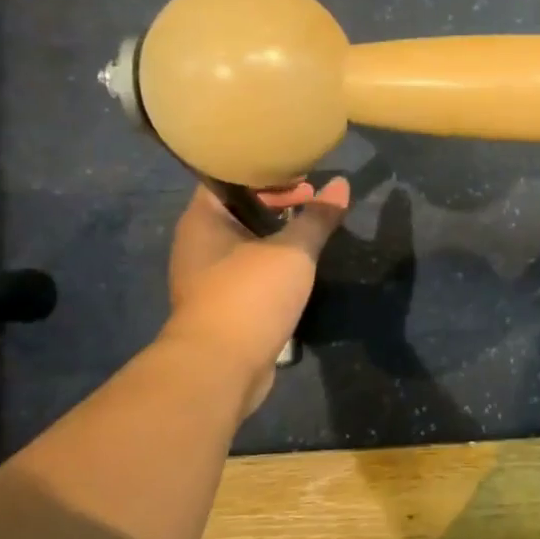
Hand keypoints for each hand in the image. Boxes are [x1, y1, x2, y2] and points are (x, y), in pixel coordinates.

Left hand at [163, 177, 349, 416]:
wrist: (221, 367)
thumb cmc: (250, 295)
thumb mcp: (293, 252)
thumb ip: (317, 218)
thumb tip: (341, 184)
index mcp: (202, 220)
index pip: (227, 178)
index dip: (263, 171)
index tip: (299, 174)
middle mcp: (198, 244)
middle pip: (240, 210)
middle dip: (277, 203)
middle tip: (314, 201)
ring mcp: (208, 278)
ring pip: (247, 244)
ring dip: (278, 237)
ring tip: (314, 230)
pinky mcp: (223, 306)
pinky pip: (250, 273)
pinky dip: (274, 265)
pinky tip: (301, 267)